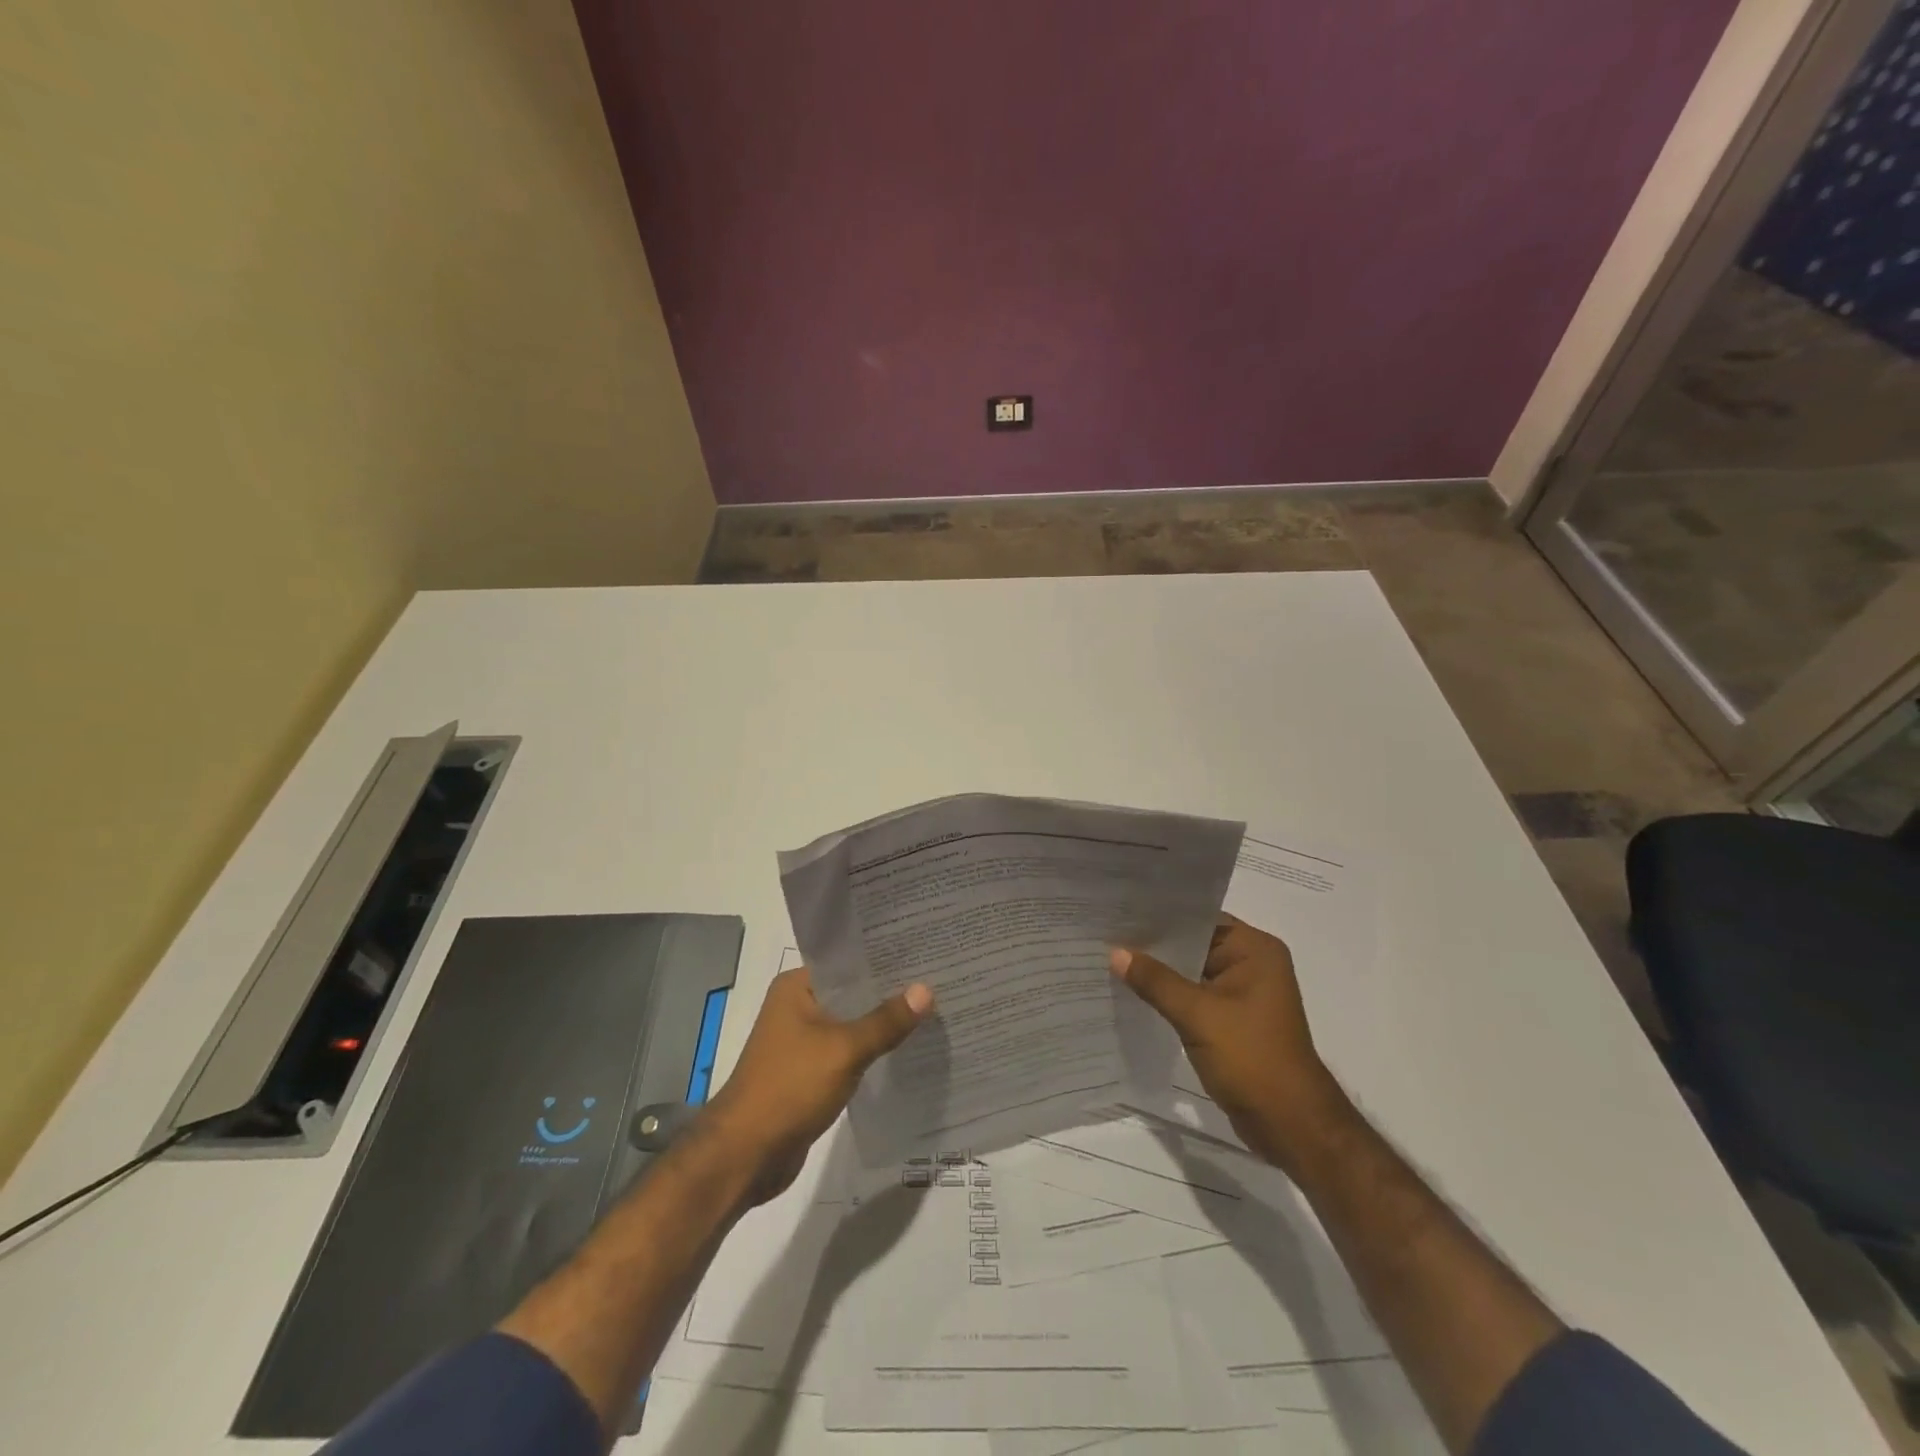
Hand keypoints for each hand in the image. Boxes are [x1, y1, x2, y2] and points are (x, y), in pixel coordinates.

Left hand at [704, 967, 932, 1203]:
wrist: (746, 1155)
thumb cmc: (790, 1088)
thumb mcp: (844, 1049)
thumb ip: (886, 1021)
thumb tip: (927, 990)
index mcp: (796, 987)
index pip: (848, 961)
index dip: (885, 957)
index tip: (924, 952)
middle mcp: (797, 1006)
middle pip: (852, 992)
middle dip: (890, 991)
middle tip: (938, 980)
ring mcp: (802, 1040)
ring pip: (852, 1023)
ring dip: (882, 1023)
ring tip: (931, 1011)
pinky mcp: (809, 1072)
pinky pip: (848, 1051)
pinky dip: (872, 1050)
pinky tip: (906, 1049)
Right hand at [1111, 915, 1347, 1171]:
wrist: (1289, 1125)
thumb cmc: (1251, 1058)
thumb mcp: (1198, 1015)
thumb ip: (1155, 981)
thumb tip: (1115, 952)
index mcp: (1255, 950)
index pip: (1200, 919)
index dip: (1161, 915)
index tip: (1120, 911)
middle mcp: (1252, 964)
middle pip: (1194, 944)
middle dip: (1155, 945)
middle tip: (1107, 933)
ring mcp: (1243, 993)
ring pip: (1192, 972)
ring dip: (1160, 972)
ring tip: (1111, 958)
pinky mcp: (1233, 1020)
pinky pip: (1195, 996)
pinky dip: (1170, 996)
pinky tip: (1134, 992)